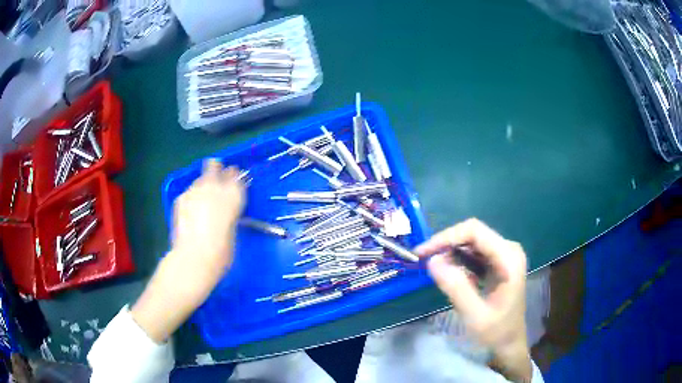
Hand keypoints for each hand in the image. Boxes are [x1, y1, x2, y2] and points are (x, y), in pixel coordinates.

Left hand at [171, 159, 245, 267]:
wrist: (194, 256)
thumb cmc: (222, 250)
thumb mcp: (233, 228)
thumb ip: (230, 211)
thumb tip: (225, 208)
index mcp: (233, 193)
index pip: (235, 174)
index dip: (234, 178)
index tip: (233, 183)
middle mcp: (213, 185)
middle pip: (214, 165)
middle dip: (215, 171)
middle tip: (215, 184)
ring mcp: (194, 189)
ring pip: (199, 179)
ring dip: (202, 186)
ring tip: (201, 204)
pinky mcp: (180, 197)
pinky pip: (188, 193)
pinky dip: (191, 199)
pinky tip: (190, 214)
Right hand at [415, 219, 531, 382]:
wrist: (510, 341)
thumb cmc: (496, 331)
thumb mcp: (474, 314)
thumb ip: (455, 287)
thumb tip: (431, 261)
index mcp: (509, 258)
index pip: (475, 232)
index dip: (446, 237)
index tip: (423, 252)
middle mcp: (509, 249)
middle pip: (473, 233)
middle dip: (446, 244)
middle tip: (423, 259)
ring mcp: (505, 254)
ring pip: (472, 241)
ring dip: (450, 251)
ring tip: (433, 267)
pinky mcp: (498, 261)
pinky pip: (474, 251)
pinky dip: (458, 259)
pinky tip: (449, 273)